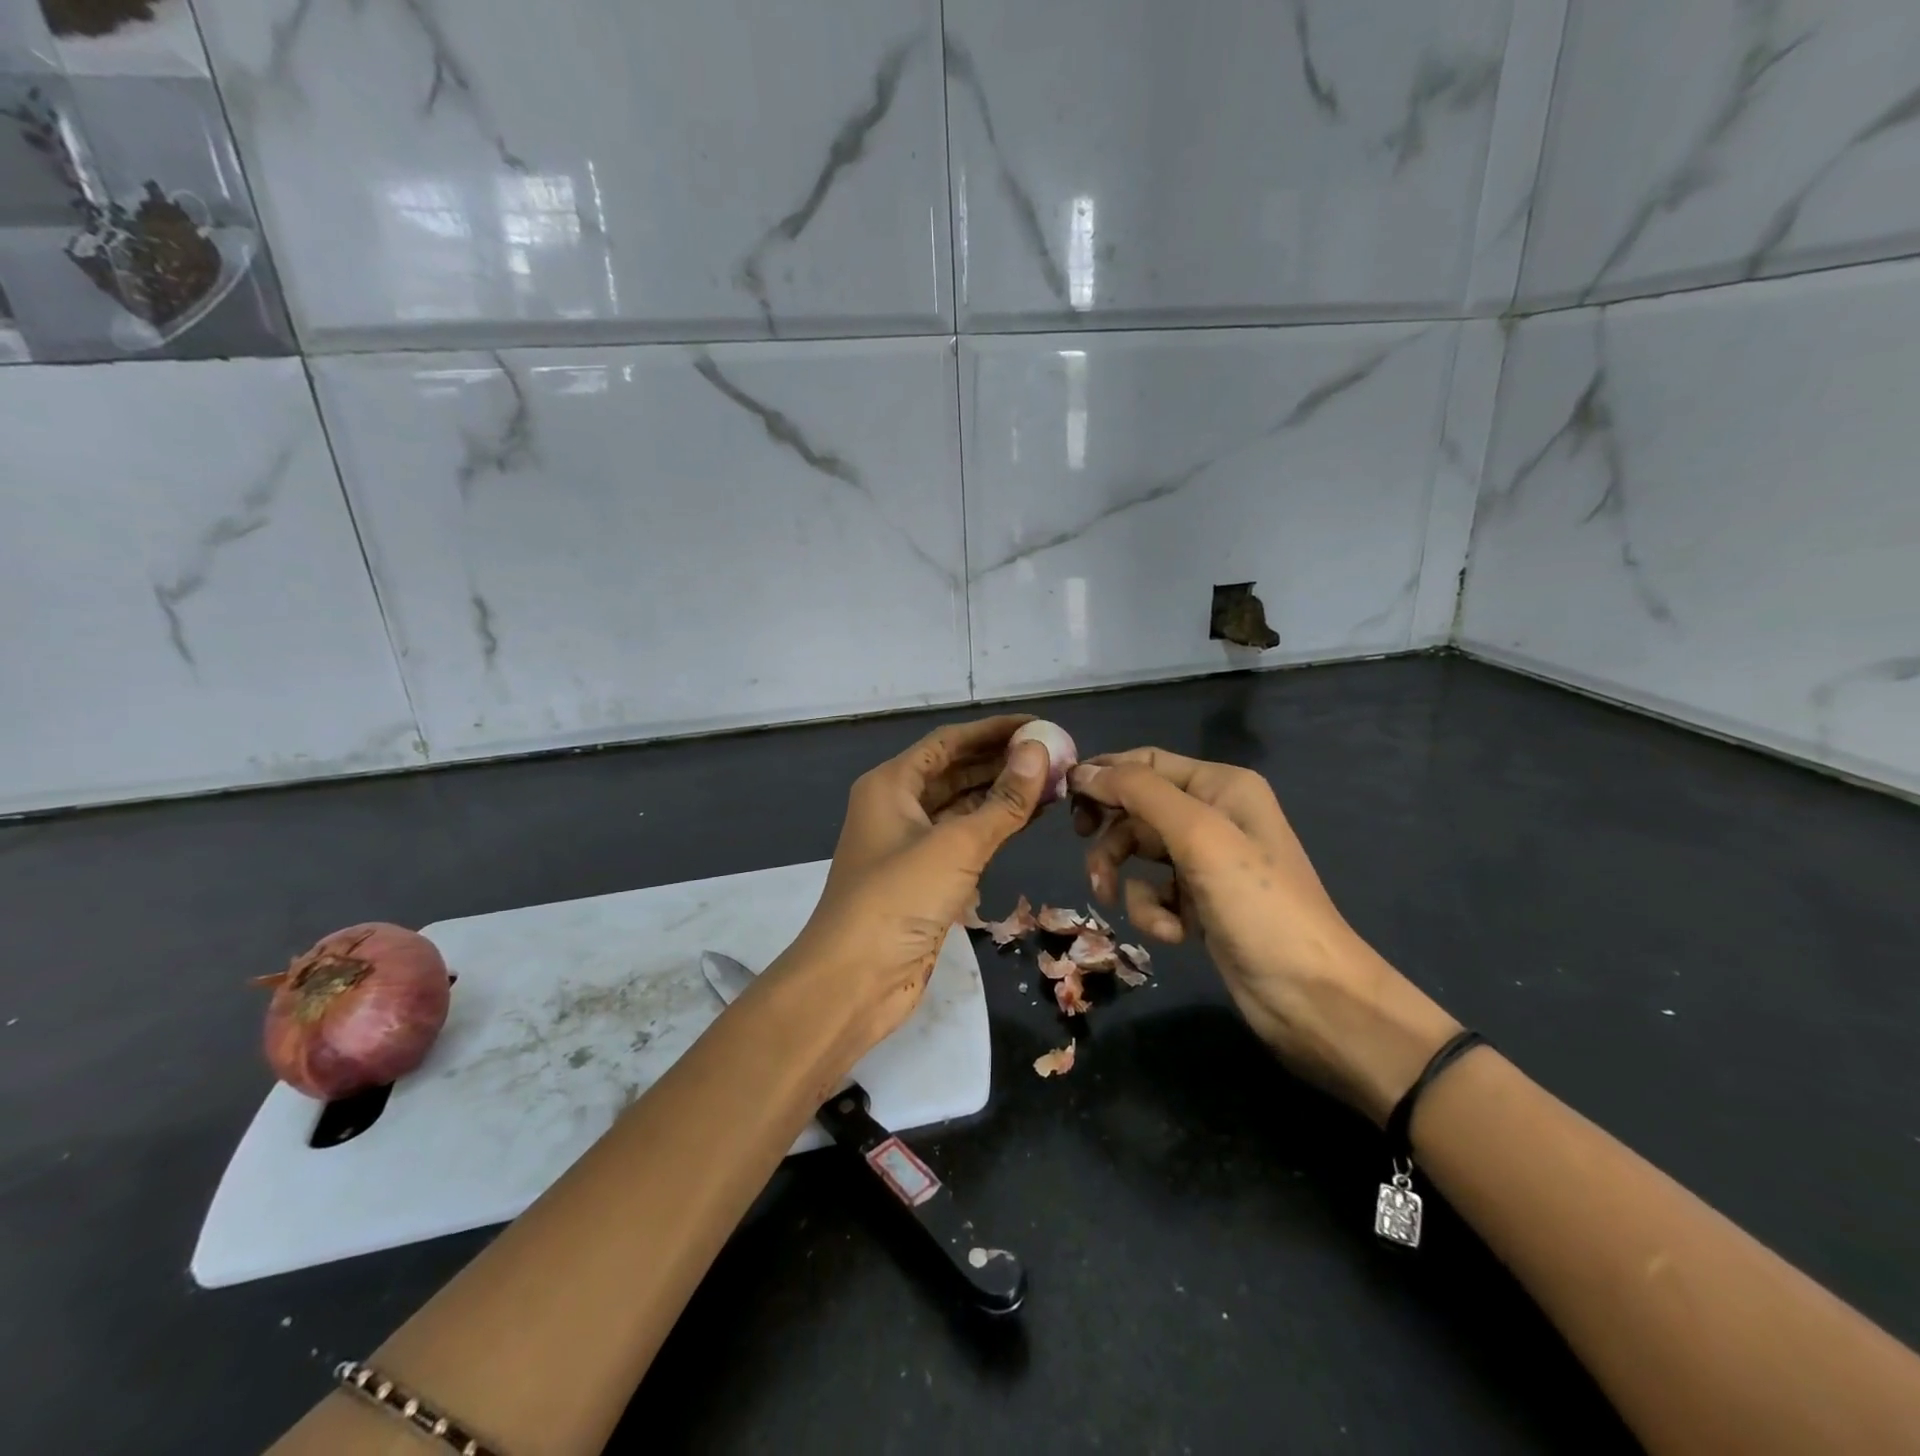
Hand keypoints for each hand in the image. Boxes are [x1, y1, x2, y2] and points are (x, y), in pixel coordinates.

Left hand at [772, 716, 1049, 1059]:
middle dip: (1001, 761)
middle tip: (1054, 755)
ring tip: (1052, 783)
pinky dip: (993, 828)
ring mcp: (909, 845)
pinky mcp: (923, 878)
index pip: (949, 741)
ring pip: (961, 806)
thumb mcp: (955, 845)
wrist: (854, 980)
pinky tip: (1028, 820)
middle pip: (955, 771)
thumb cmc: (898, 899)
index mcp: (891, 784)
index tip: (1039, 725)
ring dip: (1001, 795)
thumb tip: (1039, 752)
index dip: (993, 730)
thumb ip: (1002, 801)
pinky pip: (963, 840)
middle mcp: (897, 807)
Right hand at [1070, 749, 1458, 1123]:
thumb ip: (1139, 793)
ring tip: (1113, 899)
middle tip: (1086, 854)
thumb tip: (1083, 770)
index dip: (1104, 776)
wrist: (1312, 998)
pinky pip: (1155, 892)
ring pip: (1139, 853)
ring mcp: (1207, 862)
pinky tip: (1173, 933)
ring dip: (1124, 877)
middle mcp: (1214, 815)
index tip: (1064, 801)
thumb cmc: (1257, 905)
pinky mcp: (1200, 903)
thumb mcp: (1198, 836)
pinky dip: (1152, 911)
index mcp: (1221, 786)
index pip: (1146, 763)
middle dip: (1111, 835)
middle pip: (1137, 809)